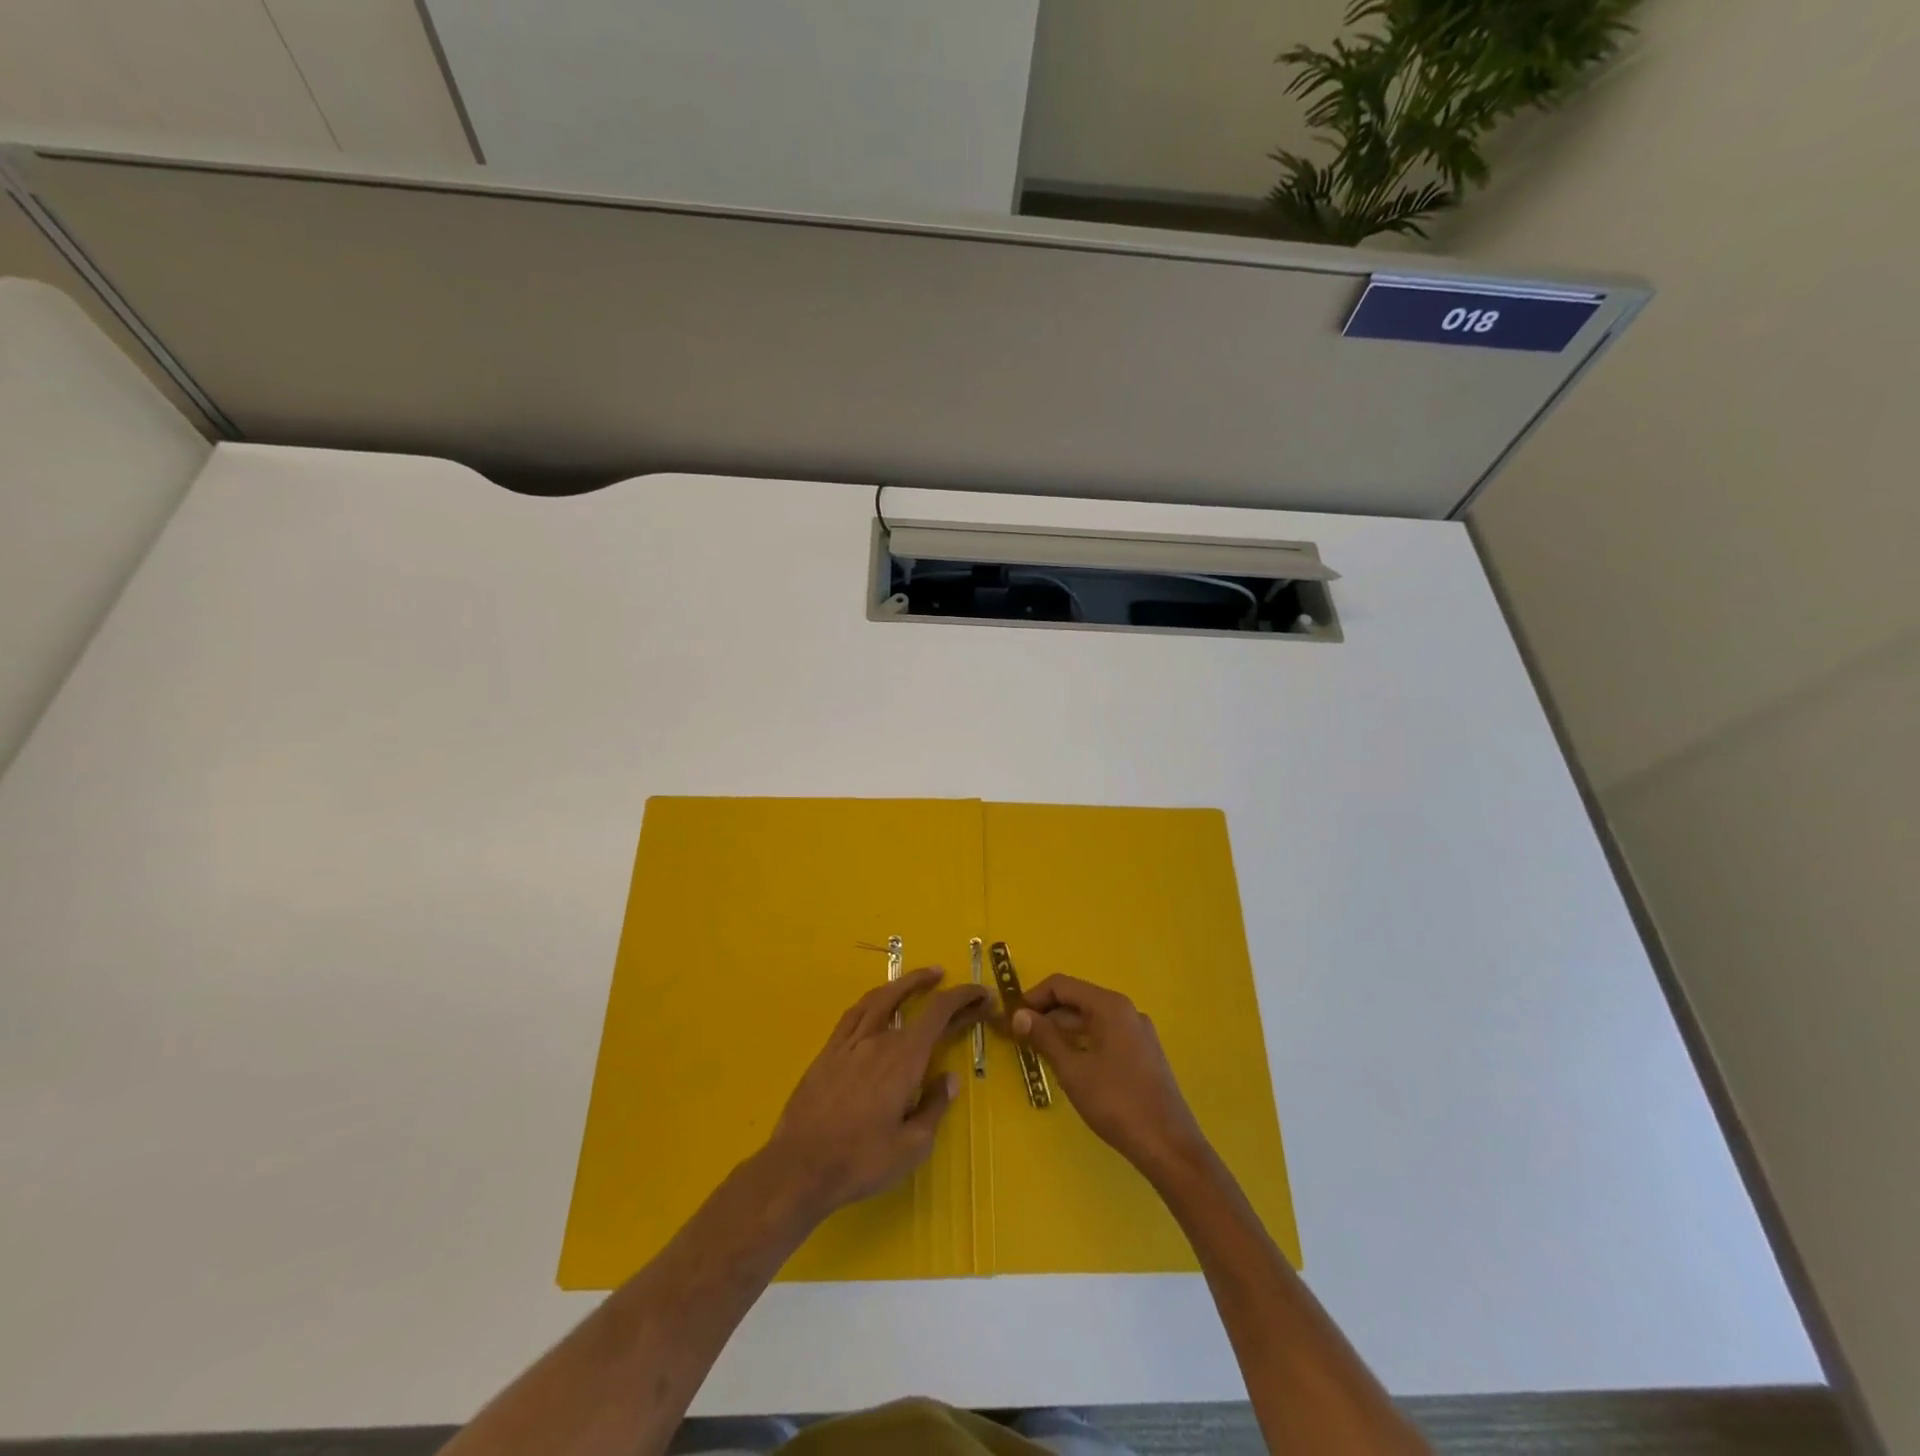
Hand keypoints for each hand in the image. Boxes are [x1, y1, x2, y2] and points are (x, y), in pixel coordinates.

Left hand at [762, 966, 987, 1223]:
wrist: (800, 1168)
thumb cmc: (861, 1161)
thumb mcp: (912, 1146)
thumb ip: (934, 1107)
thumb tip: (949, 1078)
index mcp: (904, 1059)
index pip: (938, 1013)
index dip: (962, 997)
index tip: (981, 993)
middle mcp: (878, 1040)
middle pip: (911, 1001)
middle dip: (937, 989)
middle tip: (953, 981)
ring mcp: (849, 1043)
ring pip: (879, 998)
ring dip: (903, 983)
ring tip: (920, 978)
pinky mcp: (828, 1052)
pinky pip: (853, 1014)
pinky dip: (873, 1000)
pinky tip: (877, 1003)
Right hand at [1011, 975, 1209, 1182]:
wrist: (1168, 1146)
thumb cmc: (1117, 1103)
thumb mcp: (1073, 1071)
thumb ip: (1044, 1038)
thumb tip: (1019, 1015)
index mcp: (1110, 1006)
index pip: (1062, 985)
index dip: (1033, 998)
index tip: (1012, 1019)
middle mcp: (1126, 1011)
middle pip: (1077, 1000)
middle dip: (1046, 1015)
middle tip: (1019, 1038)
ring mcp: (1137, 1032)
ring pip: (1090, 1019)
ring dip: (1062, 1030)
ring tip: (1037, 1052)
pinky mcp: (1142, 1052)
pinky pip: (1104, 1035)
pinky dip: (1082, 1042)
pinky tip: (1068, 1064)